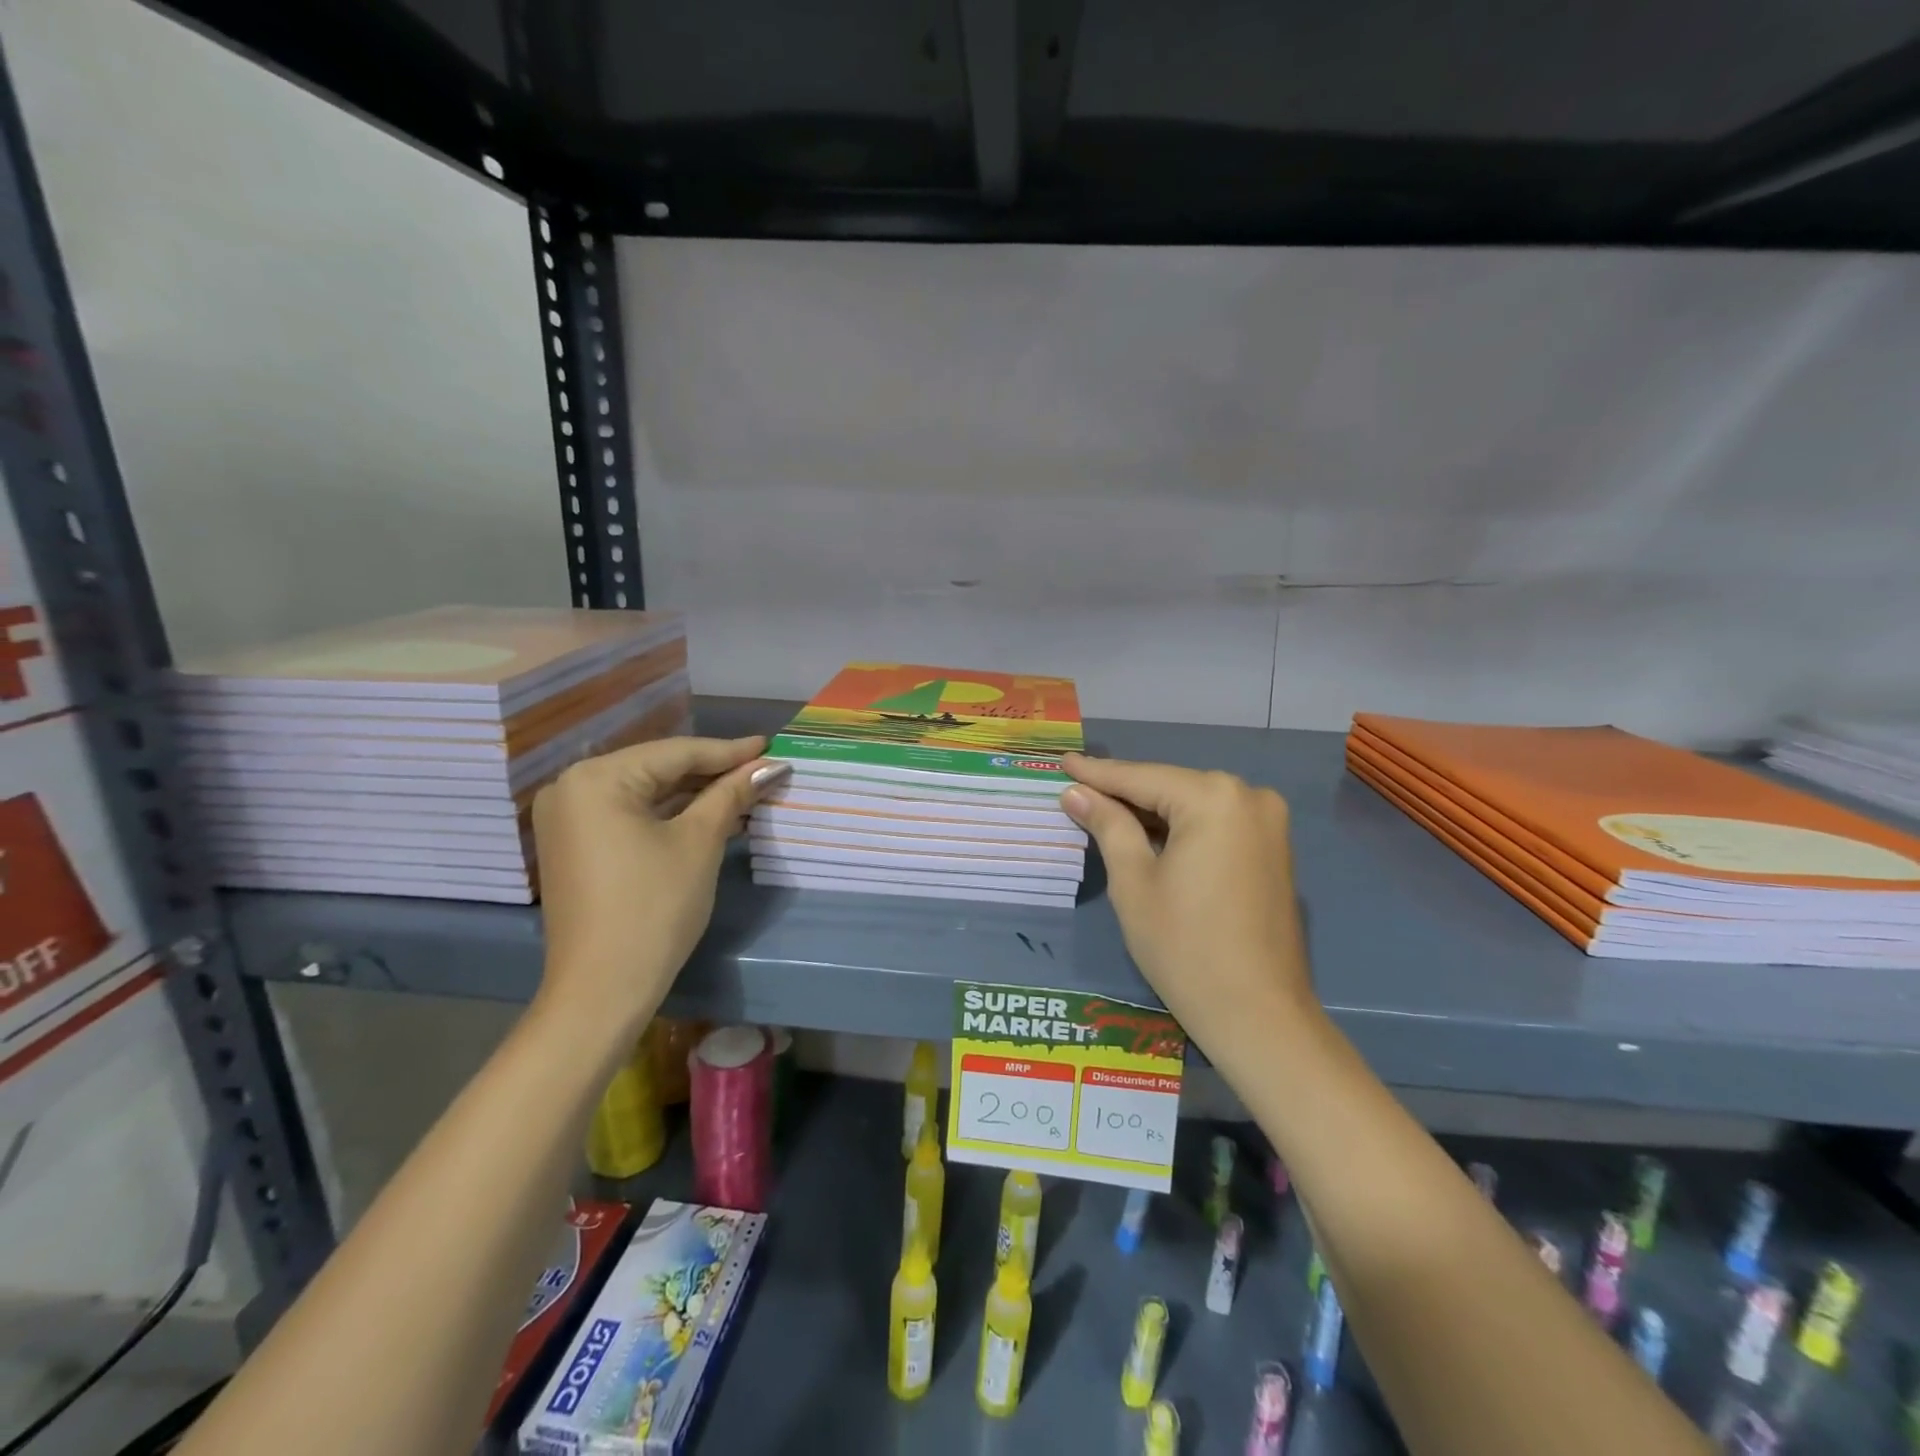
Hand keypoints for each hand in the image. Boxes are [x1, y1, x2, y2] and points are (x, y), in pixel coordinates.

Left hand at [531, 735, 787, 1038]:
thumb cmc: (654, 908)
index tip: (770, 747)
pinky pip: (630, 816)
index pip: (675, 753)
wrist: (602, 989)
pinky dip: (670, 815)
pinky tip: (711, 815)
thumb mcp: (699, 843)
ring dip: (695, 795)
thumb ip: (731, 794)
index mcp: (595, 779)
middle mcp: (572, 788)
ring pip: (646, 793)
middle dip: (713, 772)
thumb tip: (769, 766)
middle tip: (762, 769)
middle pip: (658, 769)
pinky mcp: (576, 846)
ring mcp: (569, 819)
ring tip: (745, 791)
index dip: (729, 751)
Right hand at [1061, 754, 1314, 1054]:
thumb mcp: (1133, 882)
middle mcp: (1248, 796)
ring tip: (1102, 806)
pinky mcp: (1274, 848)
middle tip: (1077, 787)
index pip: (1140, 778)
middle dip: (1124, 790)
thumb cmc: (1184, 948)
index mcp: (1213, 798)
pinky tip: (1147, 832)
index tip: (1062, 761)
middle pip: (1170, 786)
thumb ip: (1108, 825)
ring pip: (1192, 804)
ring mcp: (1268, 822)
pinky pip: (1215, 823)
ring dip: (1151, 810)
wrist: (1259, 1016)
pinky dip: (1180, 827)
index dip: (1097, 773)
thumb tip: (1076, 792)